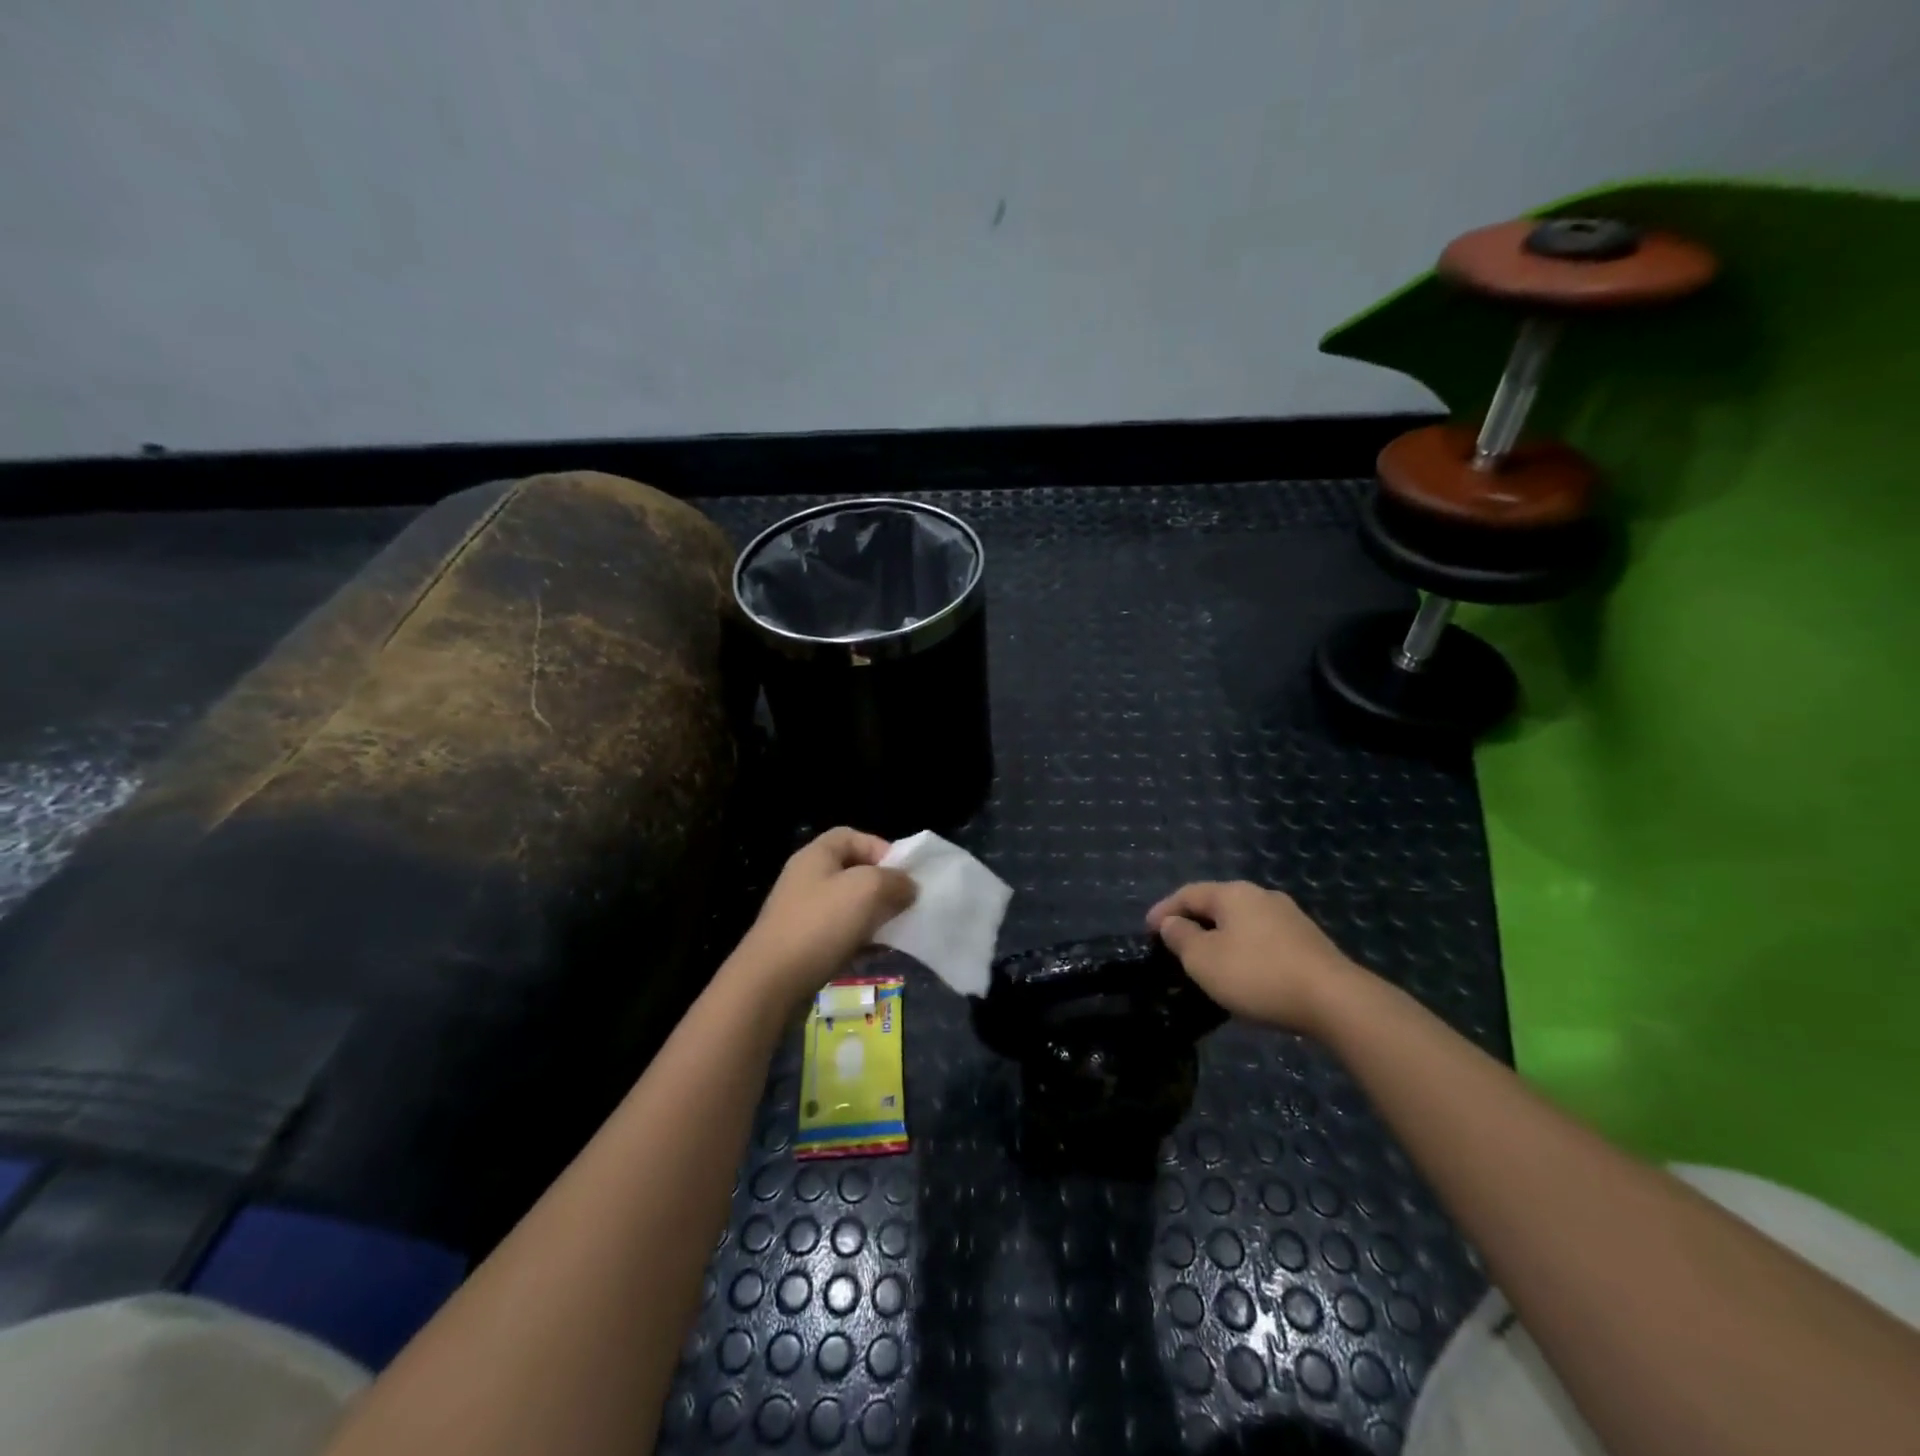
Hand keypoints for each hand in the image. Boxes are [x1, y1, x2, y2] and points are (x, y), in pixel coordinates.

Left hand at [731, 828, 916, 1004]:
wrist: (771, 981)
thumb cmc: (821, 924)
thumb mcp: (867, 890)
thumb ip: (894, 881)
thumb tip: (908, 887)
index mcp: (816, 855)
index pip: (853, 836)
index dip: (881, 848)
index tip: (903, 874)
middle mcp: (806, 877)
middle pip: (852, 870)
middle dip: (881, 885)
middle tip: (903, 904)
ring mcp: (800, 910)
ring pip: (847, 903)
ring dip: (872, 914)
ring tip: (892, 930)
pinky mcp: (800, 941)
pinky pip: (837, 931)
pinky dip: (858, 937)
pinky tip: (872, 952)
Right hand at [1146, 881, 1357, 1033]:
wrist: (1335, 1001)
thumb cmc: (1257, 975)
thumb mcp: (1204, 960)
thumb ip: (1181, 937)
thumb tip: (1171, 923)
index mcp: (1232, 893)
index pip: (1187, 893)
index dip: (1163, 910)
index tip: (1146, 930)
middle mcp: (1261, 895)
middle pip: (1216, 904)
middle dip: (1193, 922)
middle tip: (1174, 945)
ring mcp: (1290, 917)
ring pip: (1242, 922)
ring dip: (1220, 937)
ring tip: (1206, 961)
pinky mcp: (1309, 942)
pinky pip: (1263, 939)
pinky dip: (1244, 950)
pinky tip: (1243, 971)